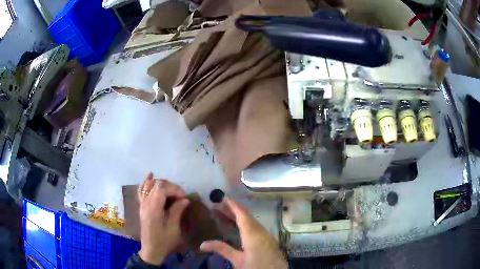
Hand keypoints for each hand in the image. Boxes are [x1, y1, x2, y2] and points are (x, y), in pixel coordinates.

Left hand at [137, 173, 189, 264]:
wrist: (151, 250)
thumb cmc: (164, 241)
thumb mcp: (173, 228)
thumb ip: (177, 211)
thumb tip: (185, 199)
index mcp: (153, 208)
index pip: (162, 188)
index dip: (174, 188)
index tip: (184, 197)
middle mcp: (146, 203)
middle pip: (156, 184)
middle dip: (170, 186)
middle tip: (180, 196)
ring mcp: (142, 204)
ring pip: (149, 185)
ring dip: (161, 184)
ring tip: (171, 191)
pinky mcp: (142, 206)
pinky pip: (142, 190)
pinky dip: (146, 182)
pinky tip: (150, 176)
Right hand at [200, 198, 286, 268]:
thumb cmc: (256, 267)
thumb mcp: (238, 261)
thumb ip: (222, 250)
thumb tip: (202, 244)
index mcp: (253, 234)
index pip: (242, 215)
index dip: (233, 206)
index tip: (224, 198)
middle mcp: (261, 232)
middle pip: (247, 217)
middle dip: (234, 210)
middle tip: (220, 206)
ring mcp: (267, 236)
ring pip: (253, 222)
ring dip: (241, 217)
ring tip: (227, 215)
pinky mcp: (269, 241)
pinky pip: (257, 228)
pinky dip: (247, 224)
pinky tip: (241, 229)